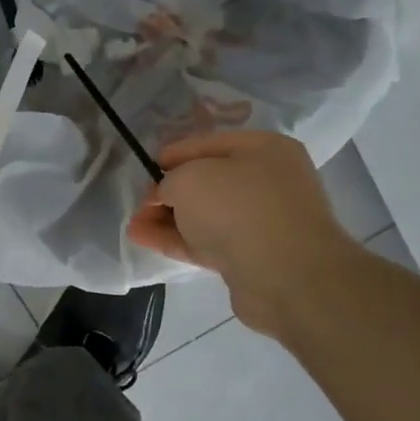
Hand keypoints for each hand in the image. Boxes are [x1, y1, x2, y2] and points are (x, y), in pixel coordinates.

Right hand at [127, 129, 360, 332]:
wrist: (286, 276)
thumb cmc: (239, 208)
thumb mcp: (190, 178)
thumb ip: (170, 181)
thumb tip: (167, 194)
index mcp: (264, 149)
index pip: (208, 144)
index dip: (173, 155)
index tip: (146, 169)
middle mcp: (269, 182)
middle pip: (207, 183)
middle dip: (168, 193)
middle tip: (139, 203)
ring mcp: (262, 222)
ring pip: (205, 216)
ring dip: (168, 219)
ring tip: (133, 225)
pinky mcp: (252, 258)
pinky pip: (208, 242)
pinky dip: (178, 240)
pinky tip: (144, 239)